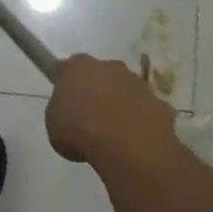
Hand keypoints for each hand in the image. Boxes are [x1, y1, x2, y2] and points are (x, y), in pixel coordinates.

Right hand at [45, 54, 177, 164]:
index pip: (66, 68)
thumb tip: (70, 114)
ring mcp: (136, 82)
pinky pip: (144, 108)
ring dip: (119, 104)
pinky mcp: (157, 100)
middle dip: (95, 90)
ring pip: (124, 89)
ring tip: (113, 133)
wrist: (127, 145)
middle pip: (98, 74)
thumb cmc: (80, 131)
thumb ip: (61, 113)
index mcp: (76, 67)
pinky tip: (134, 140)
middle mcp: (107, 66)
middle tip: (88, 117)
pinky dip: (139, 120)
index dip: (64, 83)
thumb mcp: (54, 126)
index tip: (64, 101)